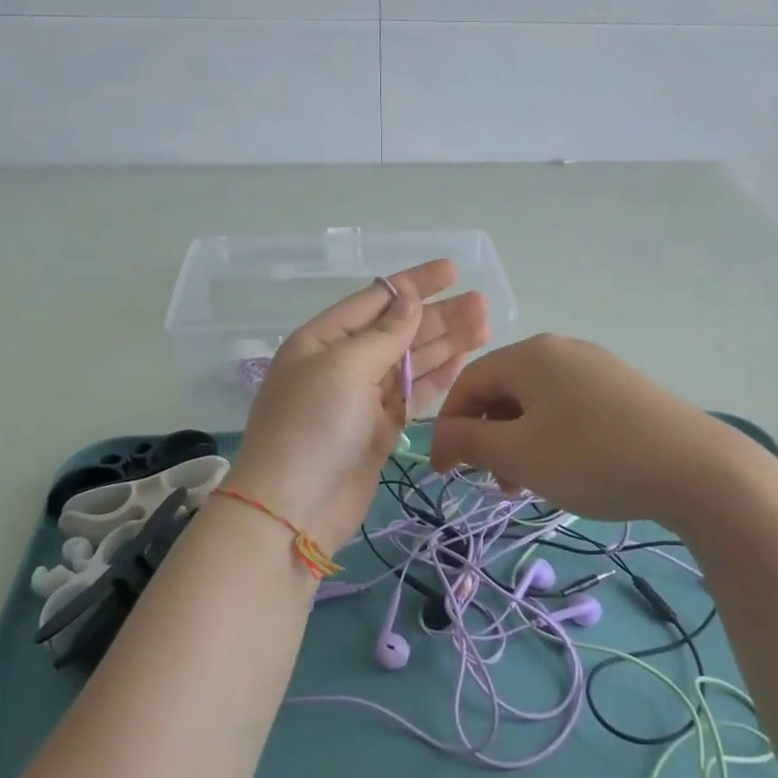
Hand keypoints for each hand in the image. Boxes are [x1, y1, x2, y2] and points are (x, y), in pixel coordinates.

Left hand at [226, 260, 489, 552]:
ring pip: (411, 361)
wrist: (294, 509)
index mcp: (323, 340)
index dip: (414, 283)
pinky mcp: (380, 429)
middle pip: (398, 330)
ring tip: (484, 324)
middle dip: (439, 315)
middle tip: (482, 303)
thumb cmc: (313, 426)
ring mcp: (362, 398)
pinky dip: (438, 376)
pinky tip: (464, 358)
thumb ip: (384, 333)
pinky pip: (414, 394)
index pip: (375, 300)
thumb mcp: (344, 367)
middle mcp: (343, 364)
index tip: (452, 269)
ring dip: (446, 342)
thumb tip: (407, 296)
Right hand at [428, 334, 752, 525]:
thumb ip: (470, 441)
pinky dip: (551, 438)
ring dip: (519, 443)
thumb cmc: (592, 458)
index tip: (444, 473)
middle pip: (503, 391)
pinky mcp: (623, 390)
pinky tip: (567, 471)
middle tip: (495, 484)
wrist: (696, 469)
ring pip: (536, 404)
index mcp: (531, 354)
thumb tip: (442, 435)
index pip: (468, 382)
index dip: (449, 428)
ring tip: (529, 485)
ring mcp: (597, 367)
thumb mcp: (519, 454)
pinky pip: (569, 409)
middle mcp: (562, 350)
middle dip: (488, 438)